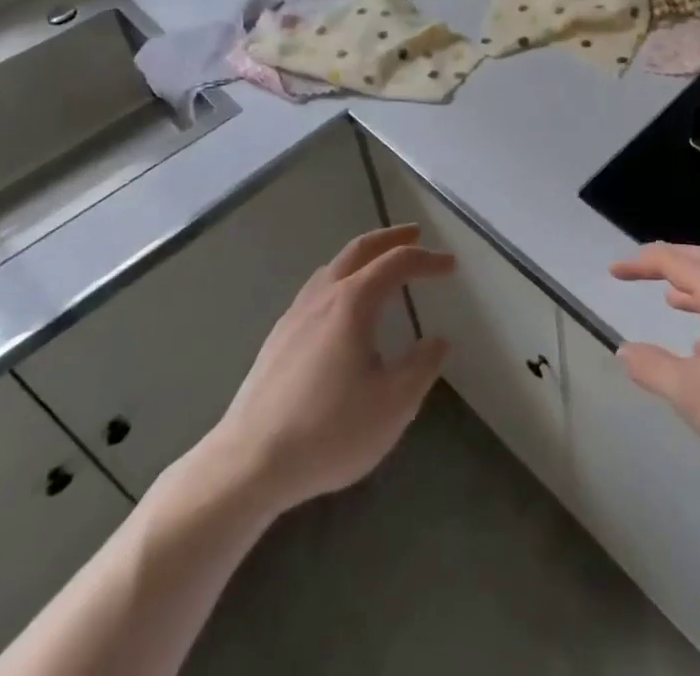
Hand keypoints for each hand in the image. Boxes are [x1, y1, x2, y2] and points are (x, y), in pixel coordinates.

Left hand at [199, 224, 453, 514]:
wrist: (248, 464)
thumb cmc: (328, 431)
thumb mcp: (392, 405)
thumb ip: (421, 367)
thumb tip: (437, 341)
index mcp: (353, 302)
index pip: (397, 263)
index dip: (428, 260)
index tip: (451, 266)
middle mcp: (323, 296)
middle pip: (360, 250)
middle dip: (391, 238)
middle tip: (415, 235)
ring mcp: (295, 315)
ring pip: (333, 267)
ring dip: (363, 256)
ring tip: (380, 266)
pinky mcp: (277, 338)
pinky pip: (316, 289)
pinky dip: (340, 279)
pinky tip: (341, 308)